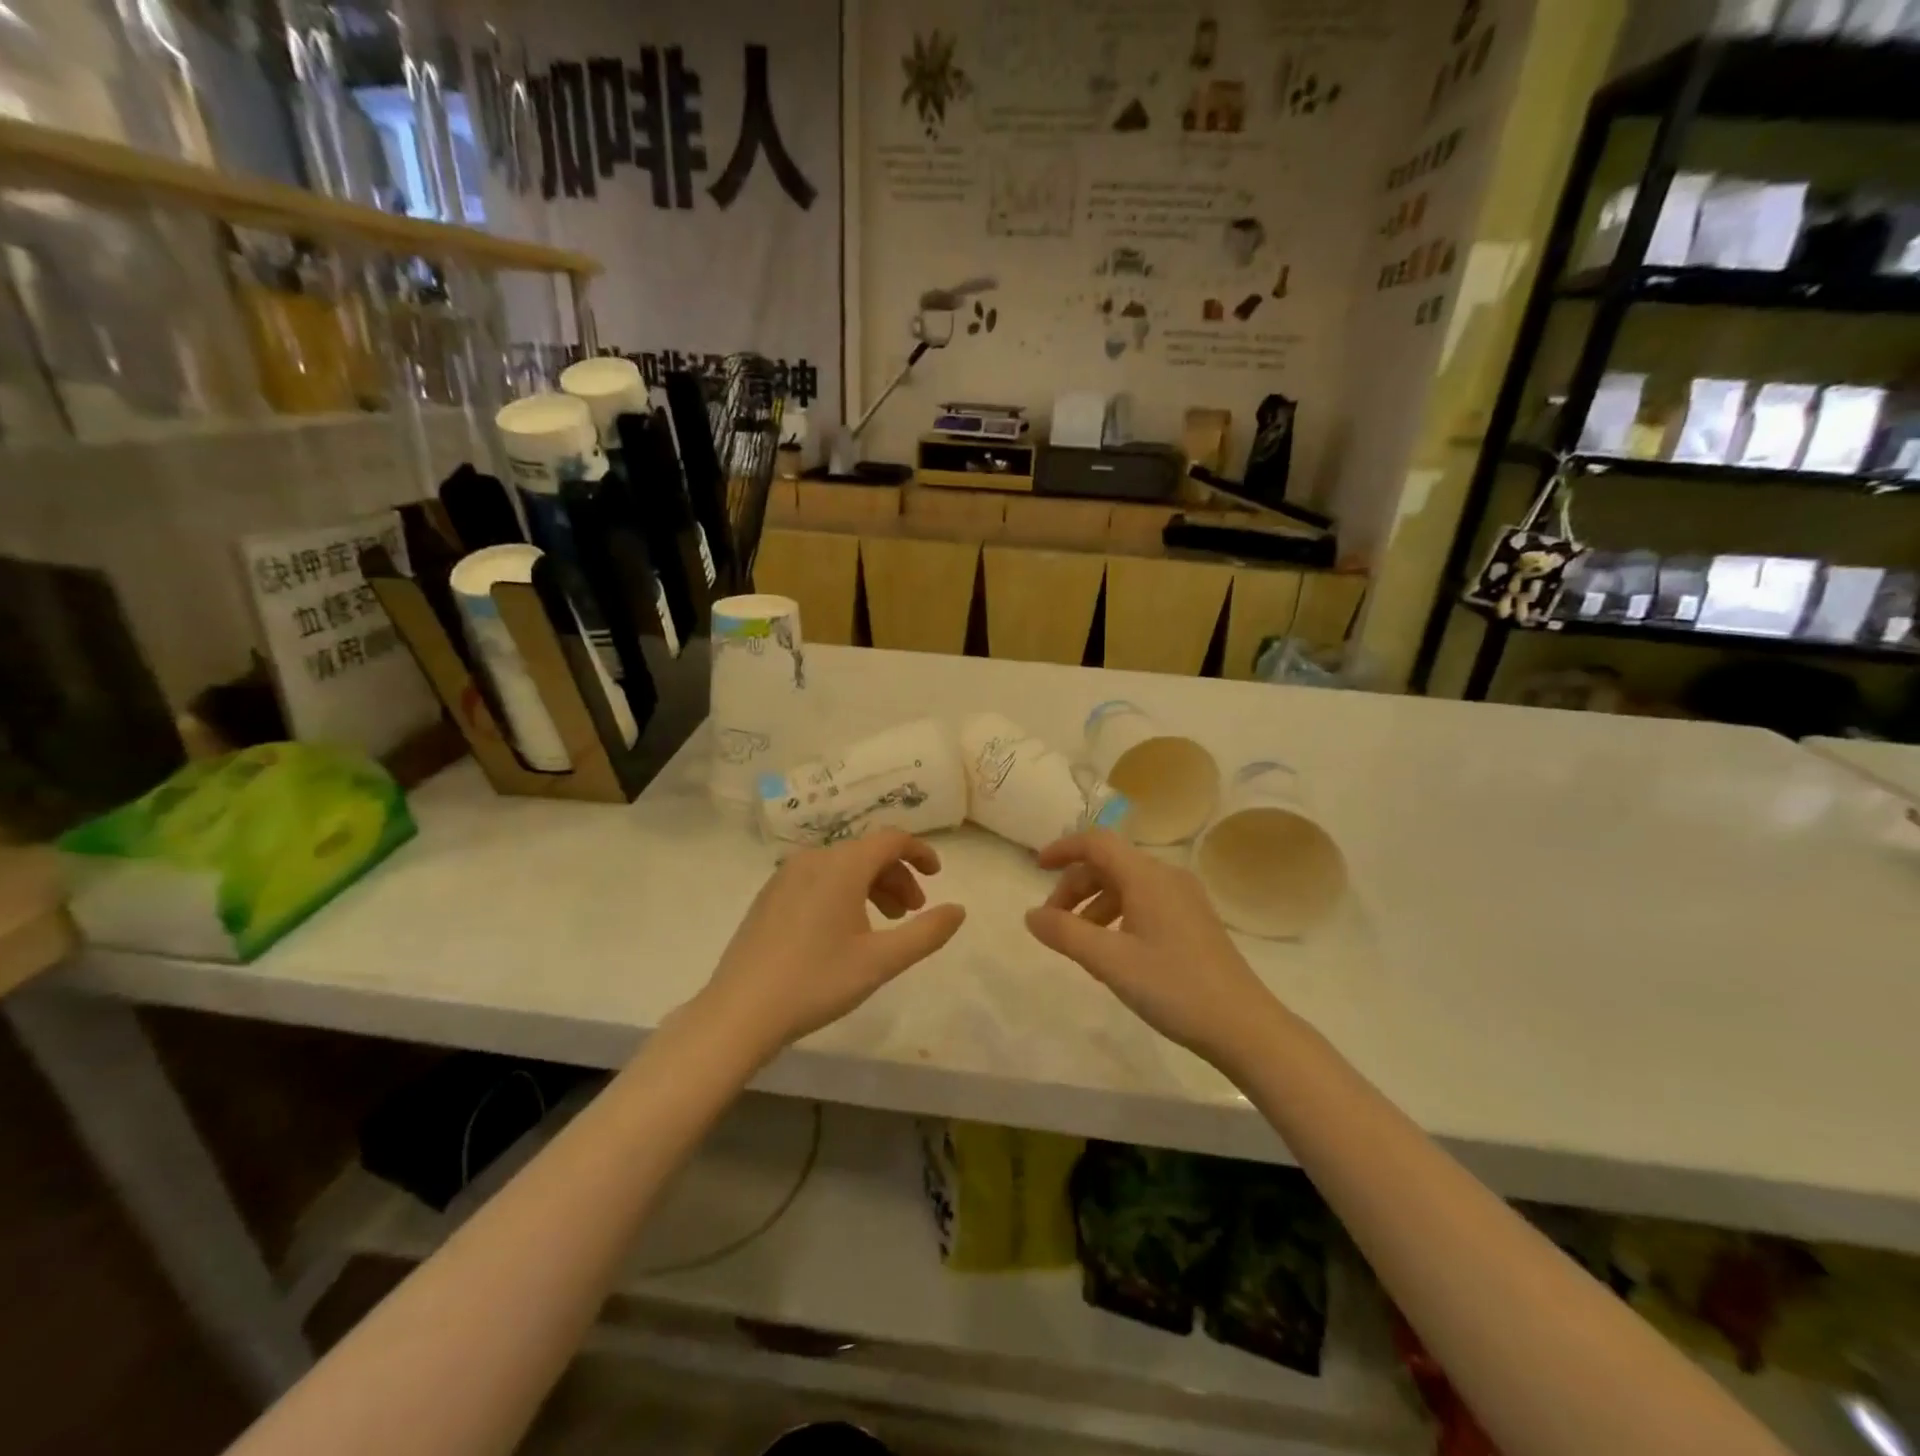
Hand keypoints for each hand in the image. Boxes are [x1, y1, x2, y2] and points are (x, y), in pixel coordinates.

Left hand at [699, 830, 965, 1055]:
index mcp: (841, 865)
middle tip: (913, 912)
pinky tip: (844, 931)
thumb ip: (926, 933)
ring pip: (842, 867)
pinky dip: (843, 892)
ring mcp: (785, 876)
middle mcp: (813, 858)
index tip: (938, 874)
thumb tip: (959, 910)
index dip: (919, 851)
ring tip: (884, 924)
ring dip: (871, 886)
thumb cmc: (816, 981)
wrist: (739, 1012)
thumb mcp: (881, 961)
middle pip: (866, 853)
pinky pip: (818, 879)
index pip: (891, 839)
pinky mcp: (769, 896)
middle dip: (897, 876)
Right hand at [1025, 830, 1278, 1066]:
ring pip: (1126, 885)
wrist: (1244, 1026)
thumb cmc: (1173, 987)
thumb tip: (1031, 915)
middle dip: (1075, 886)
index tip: (1036, 868)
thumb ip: (1065, 933)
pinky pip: (1144, 902)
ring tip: (1079, 943)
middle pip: (1109, 864)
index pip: (1097, 842)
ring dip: (1094, 904)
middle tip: (1054, 922)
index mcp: (1147, 876)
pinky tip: (1112, 952)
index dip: (1063, 848)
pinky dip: (1117, 916)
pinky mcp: (1192, 921)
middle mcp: (1166, 877)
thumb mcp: (1110, 962)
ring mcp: (1183, 898)